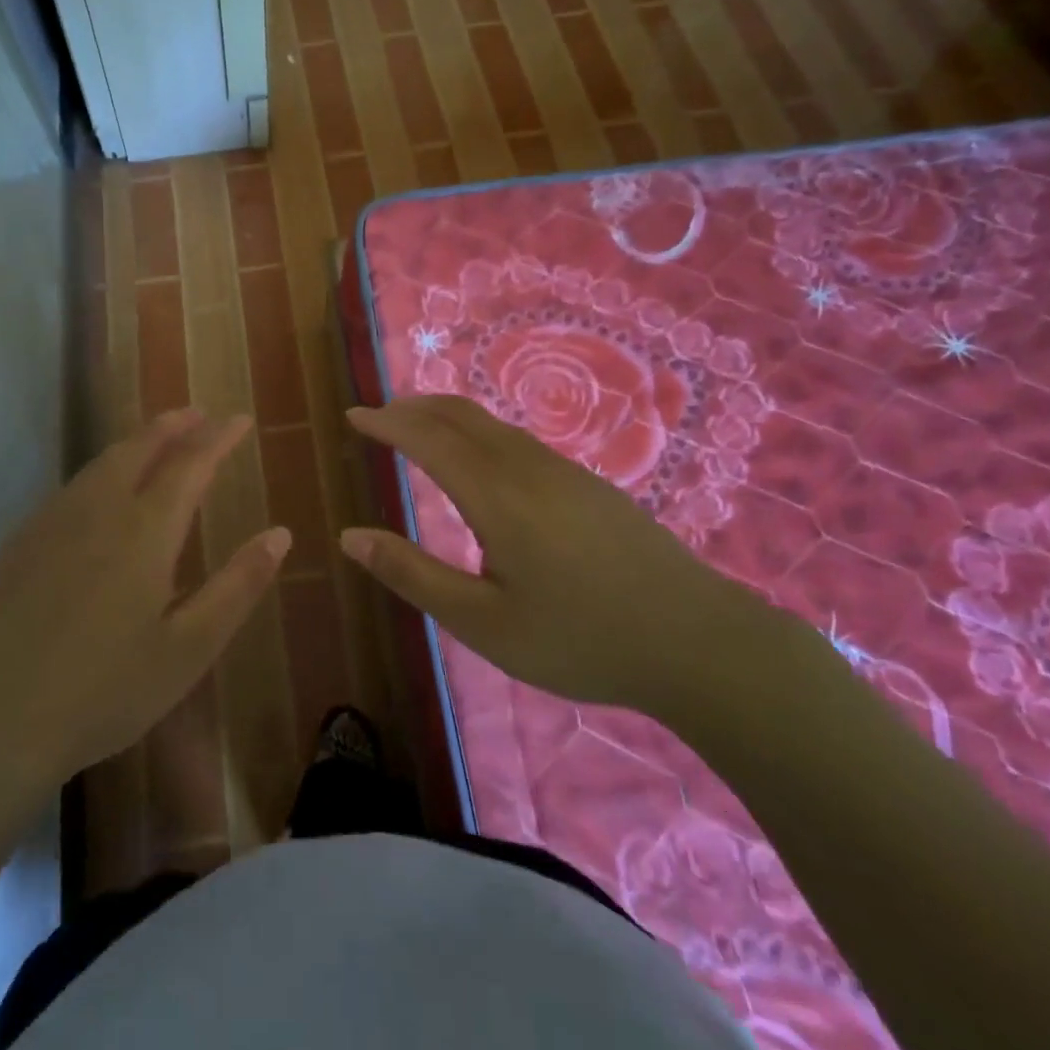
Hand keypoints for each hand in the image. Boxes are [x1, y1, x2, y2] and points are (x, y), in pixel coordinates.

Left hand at [0, 410, 289, 801]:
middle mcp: (98, 510)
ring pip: (101, 463)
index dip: (218, 438)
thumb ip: (238, 586)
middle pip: (139, 448)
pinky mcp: (21, 542)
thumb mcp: (189, 649)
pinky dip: (101, 470)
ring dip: (136, 443)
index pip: (190, 464)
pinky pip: (72, 487)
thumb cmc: (106, 691)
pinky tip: (101, 492)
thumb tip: (280, 534)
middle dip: (173, 425)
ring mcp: (52, 522)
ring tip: (157, 440)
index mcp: (144, 531)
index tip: (240, 420)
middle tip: (198, 415)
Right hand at [340, 396, 769, 718]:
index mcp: (497, 496)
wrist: (699, 643)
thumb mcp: (482, 622)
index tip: (353, 415)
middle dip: (413, 406)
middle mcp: (528, 468)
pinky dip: (479, 432)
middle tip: (378, 413)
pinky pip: (518, 440)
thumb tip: (350, 537)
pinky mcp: (590, 485)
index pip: (428, 439)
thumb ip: (412, 575)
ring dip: (447, 416)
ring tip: (418, 428)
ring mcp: (565, 472)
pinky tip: (481, 460)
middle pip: (461, 416)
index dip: (386, 423)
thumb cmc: (580, 639)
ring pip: (493, 425)